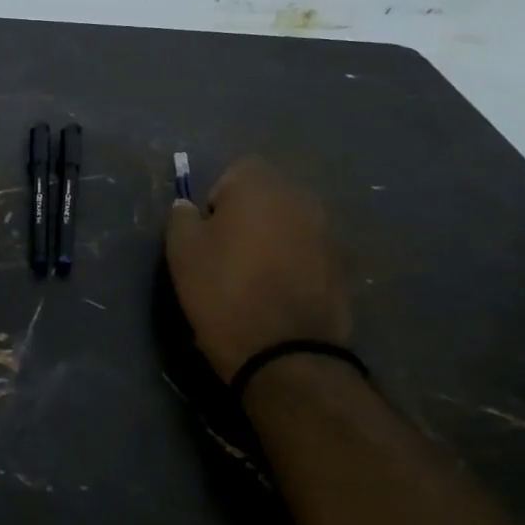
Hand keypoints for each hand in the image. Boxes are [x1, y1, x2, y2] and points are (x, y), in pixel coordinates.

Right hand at [165, 156, 353, 382]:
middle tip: (228, 254)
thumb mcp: (182, 252)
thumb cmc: (224, 292)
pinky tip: (279, 293)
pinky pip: (309, 252)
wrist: (285, 353)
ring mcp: (327, 232)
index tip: (208, 232)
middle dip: (249, 216)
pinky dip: (295, 263)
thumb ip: (182, 217)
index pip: (237, 171)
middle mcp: (300, 198)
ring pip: (290, 224)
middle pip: (268, 195)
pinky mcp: (343, 266)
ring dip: (274, 239)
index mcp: (260, 186)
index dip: (218, 199)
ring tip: (255, 276)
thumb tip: (188, 206)